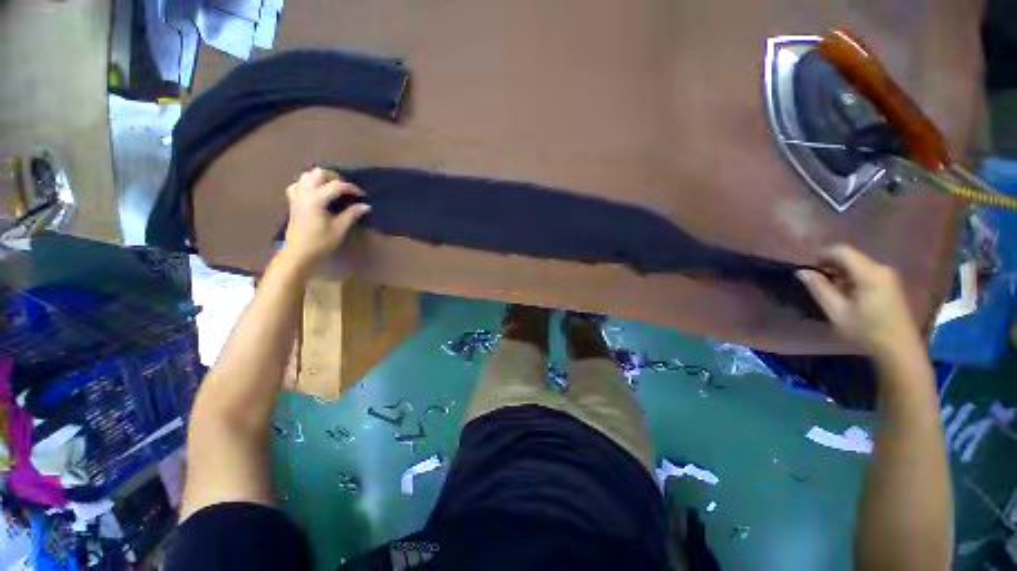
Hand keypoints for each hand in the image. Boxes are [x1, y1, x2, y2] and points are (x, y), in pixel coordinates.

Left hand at [281, 168, 370, 267]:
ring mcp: (296, 196)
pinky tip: (316, 193)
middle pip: (318, 173)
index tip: (363, 195)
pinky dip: (308, 184)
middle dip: (334, 177)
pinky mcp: (293, 202)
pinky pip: (298, 185)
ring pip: (306, 176)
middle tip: (346, 189)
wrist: (299, 253)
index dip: (352, 188)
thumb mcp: (339, 229)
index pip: (336, 185)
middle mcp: (304, 193)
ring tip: (333, 189)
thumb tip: (366, 205)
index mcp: (316, 199)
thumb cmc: (320, 242)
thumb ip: (352, 214)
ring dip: (321, 179)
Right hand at [796, 245, 923, 361]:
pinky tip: (844, 294)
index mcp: (870, 273)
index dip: (821, 255)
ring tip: (827, 290)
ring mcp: (888, 276)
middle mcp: (881, 268)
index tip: (806, 268)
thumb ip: (819, 289)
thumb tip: (802, 271)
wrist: (900, 350)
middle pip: (850, 257)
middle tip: (814, 281)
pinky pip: (865, 273)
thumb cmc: (867, 331)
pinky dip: (850, 279)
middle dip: (829, 265)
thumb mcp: (837, 312)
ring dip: (839, 273)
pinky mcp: (890, 284)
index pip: (842, 251)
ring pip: (857, 265)